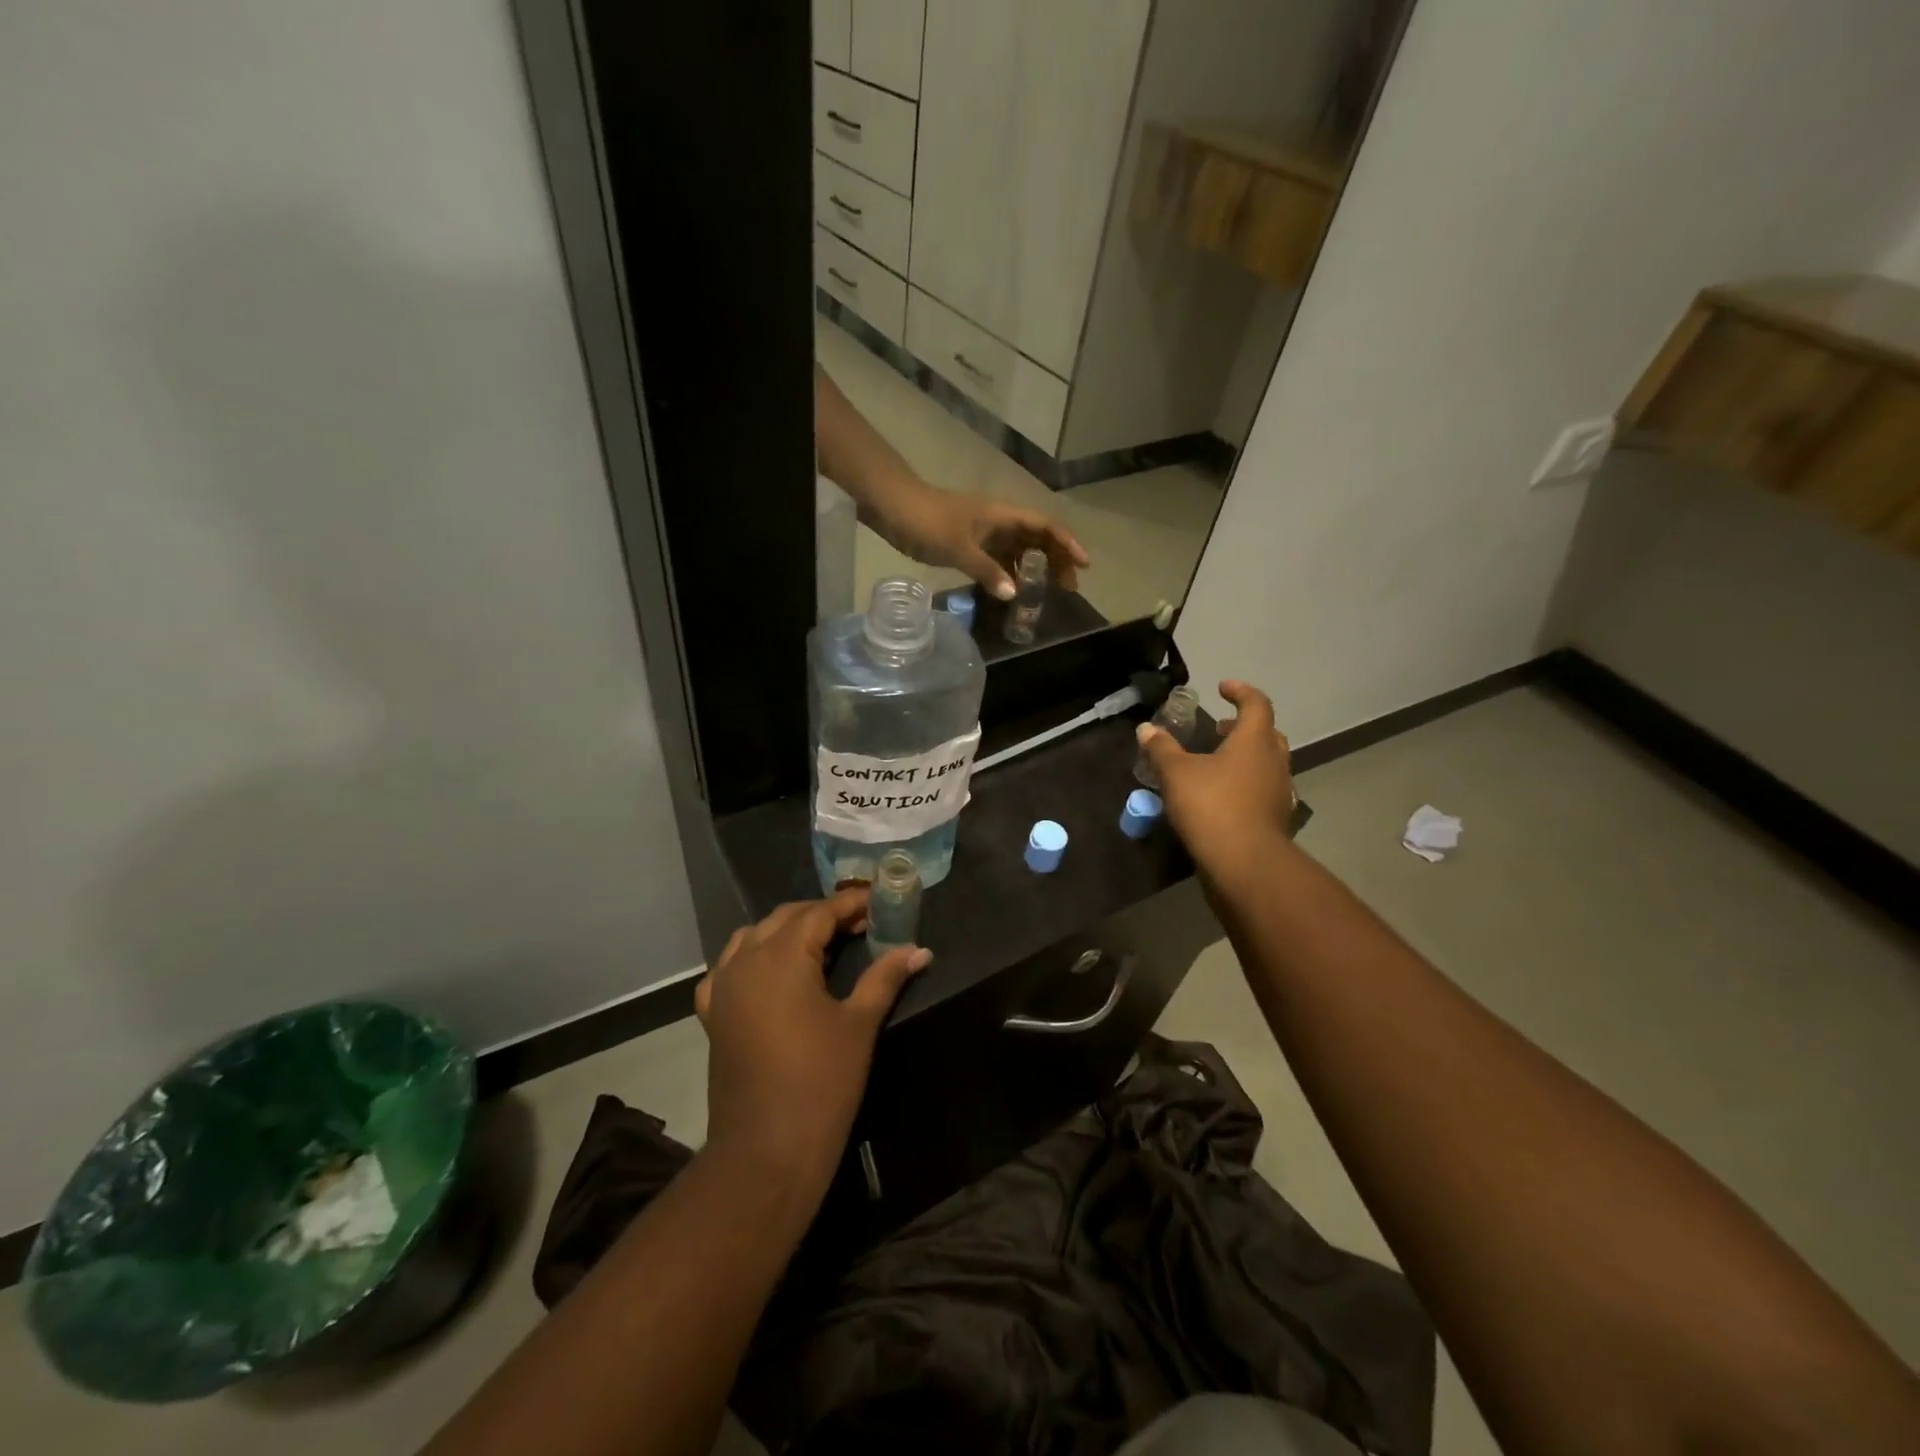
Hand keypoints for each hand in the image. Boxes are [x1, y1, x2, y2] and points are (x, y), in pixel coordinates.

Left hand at [695, 888, 930, 1192]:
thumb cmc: (820, 1083)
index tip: (880, 902)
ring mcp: (723, 987)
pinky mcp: (713, 1014)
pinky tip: (775, 975)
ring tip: (824, 945)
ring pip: (755, 936)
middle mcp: (746, 961)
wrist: (766, 1151)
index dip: (851, 904)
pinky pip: (730, 967)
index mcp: (782, 956)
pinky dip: (754, 958)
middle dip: (824, 914)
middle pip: (787, 918)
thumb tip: (919, 950)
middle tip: (862, 924)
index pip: (820, 912)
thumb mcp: (859, 1024)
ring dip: (789, 931)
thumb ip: (885, 977)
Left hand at [890, 485, 1088, 600]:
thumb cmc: (926, 521)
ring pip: (1019, 548)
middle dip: (1057, 559)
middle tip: (1068, 588)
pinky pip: (999, 557)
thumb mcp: (957, 548)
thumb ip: (986, 571)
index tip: (1083, 566)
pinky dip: (1009, 572)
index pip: (1046, 525)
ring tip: (1045, 593)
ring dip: (1034, 567)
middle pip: (1037, 537)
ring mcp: (983, 531)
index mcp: (1002, 515)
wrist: (890, 505)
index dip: (1068, 543)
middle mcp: (998, 520)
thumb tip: (1014, 594)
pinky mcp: (968, 541)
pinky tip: (1012, 590)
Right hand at [1136, 680, 1295, 880]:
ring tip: (1216, 762)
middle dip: (1243, 726)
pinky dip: (1245, 783)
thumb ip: (1161, 749)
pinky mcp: (1275, 818)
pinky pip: (1262, 789)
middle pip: (1267, 733)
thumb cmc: (1212, 806)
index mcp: (1254, 741)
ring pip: (1266, 763)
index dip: (1240, 691)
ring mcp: (1278, 791)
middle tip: (1220, 727)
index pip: (1256, 704)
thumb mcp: (1176, 774)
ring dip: (1245, 756)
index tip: (1222, 688)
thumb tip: (1146, 729)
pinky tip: (1222, 795)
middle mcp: (1273, 761)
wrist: (1244, 863)